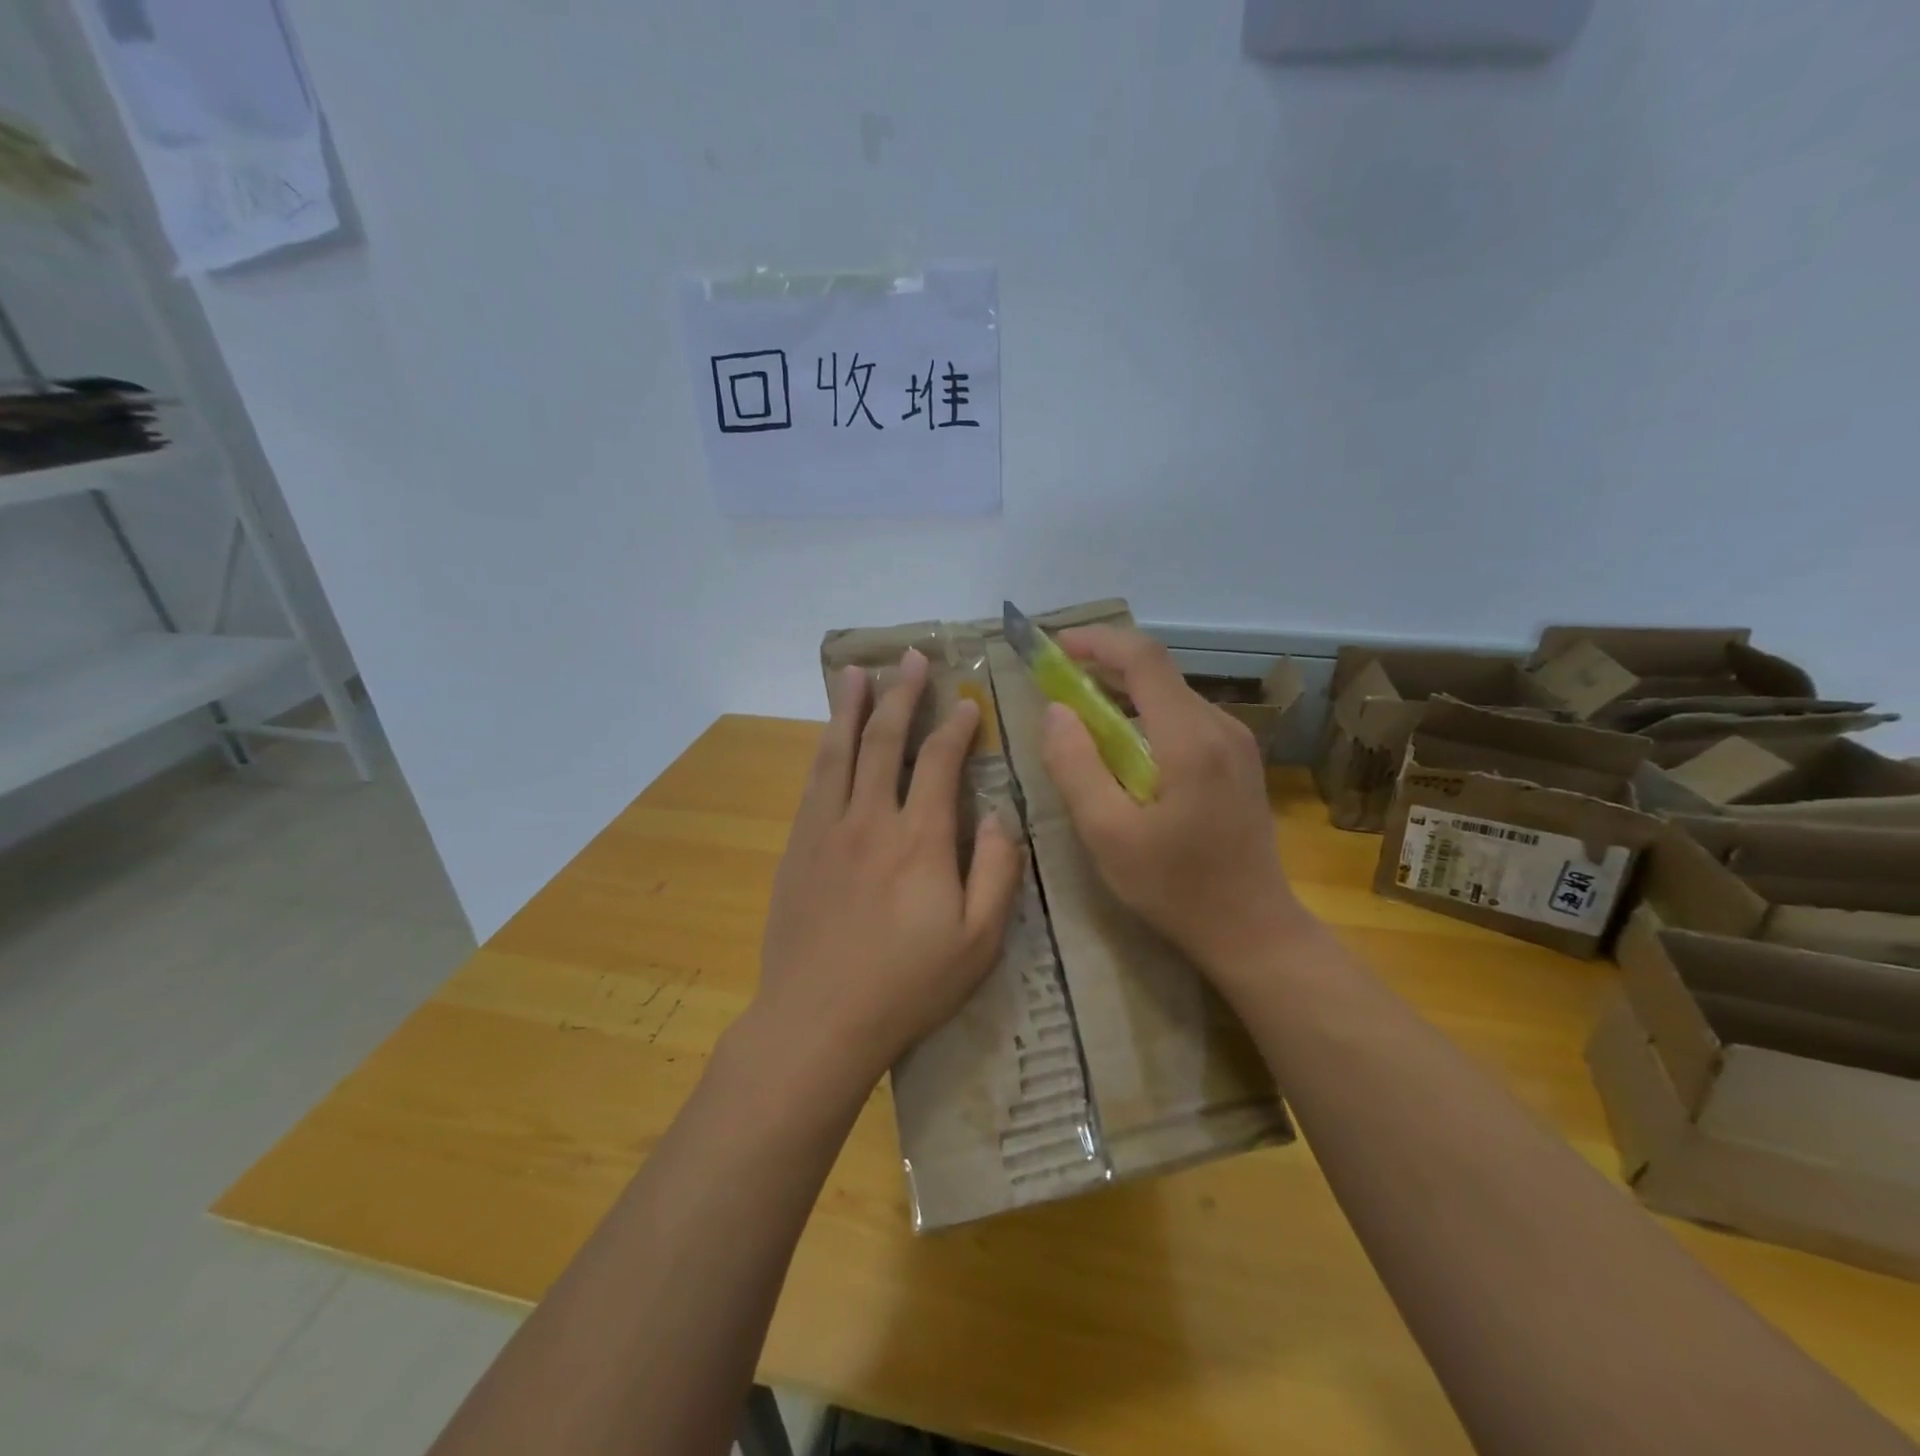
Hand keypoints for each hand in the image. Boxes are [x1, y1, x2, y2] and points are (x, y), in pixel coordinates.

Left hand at [747, 649, 1023, 1102]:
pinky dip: (824, 749)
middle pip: (885, 741)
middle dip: (901, 695)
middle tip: (910, 658)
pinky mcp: (798, 847)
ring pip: (839, 752)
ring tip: (856, 673)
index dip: (956, 727)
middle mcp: (870, 819)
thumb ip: (996, 871)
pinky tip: (827, 736)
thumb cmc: (907, 985)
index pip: (940, 764)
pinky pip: (813, 783)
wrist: (817, 1020)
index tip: (966, 702)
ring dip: (850, 708)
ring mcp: (827, 830)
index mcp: (920, 840)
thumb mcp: (978, 941)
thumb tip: (997, 815)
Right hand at [1040, 626, 1306, 977]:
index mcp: (1190, 738)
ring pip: (1171, 695)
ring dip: (1123, 695)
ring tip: (1081, 718)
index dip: (1097, 642)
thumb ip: (1076, 766)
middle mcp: (1220, 726)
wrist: (1253, 929)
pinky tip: (1123, 750)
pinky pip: (1185, 719)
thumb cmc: (1175, 887)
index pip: (1143, 658)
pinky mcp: (1239, 761)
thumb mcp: (1108, 834)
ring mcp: (1236, 742)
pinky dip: (1146, 718)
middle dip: (1104, 668)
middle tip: (1056, 685)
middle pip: (1158, 673)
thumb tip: (1055, 712)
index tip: (1055, 649)